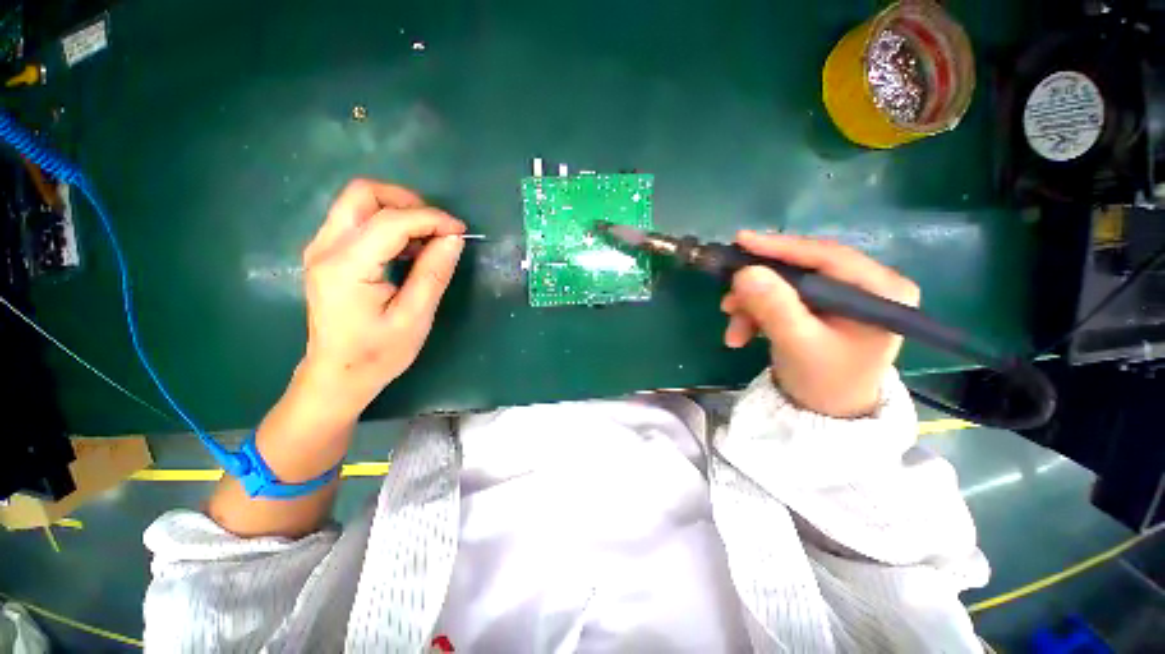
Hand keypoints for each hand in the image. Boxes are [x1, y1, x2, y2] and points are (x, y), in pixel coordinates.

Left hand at [299, 179, 465, 415]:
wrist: (337, 375)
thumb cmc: (378, 353)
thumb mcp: (415, 317)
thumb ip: (433, 273)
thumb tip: (453, 238)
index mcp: (347, 266)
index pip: (391, 221)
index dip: (432, 219)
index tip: (460, 231)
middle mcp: (326, 247)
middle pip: (363, 193)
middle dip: (407, 202)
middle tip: (438, 228)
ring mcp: (321, 248)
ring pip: (358, 202)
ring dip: (398, 211)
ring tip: (427, 240)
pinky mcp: (327, 254)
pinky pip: (357, 220)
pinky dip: (388, 223)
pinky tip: (407, 249)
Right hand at [720, 231, 919, 417]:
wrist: (825, 413)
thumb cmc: (823, 381)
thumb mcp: (796, 343)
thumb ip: (773, 306)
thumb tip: (744, 272)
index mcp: (881, 290)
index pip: (827, 255)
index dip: (780, 247)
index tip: (739, 240)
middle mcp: (866, 285)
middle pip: (801, 271)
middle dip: (758, 290)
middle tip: (727, 302)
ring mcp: (843, 296)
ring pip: (785, 286)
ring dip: (752, 307)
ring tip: (733, 332)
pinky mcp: (822, 306)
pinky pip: (782, 299)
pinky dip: (757, 314)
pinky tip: (742, 334)